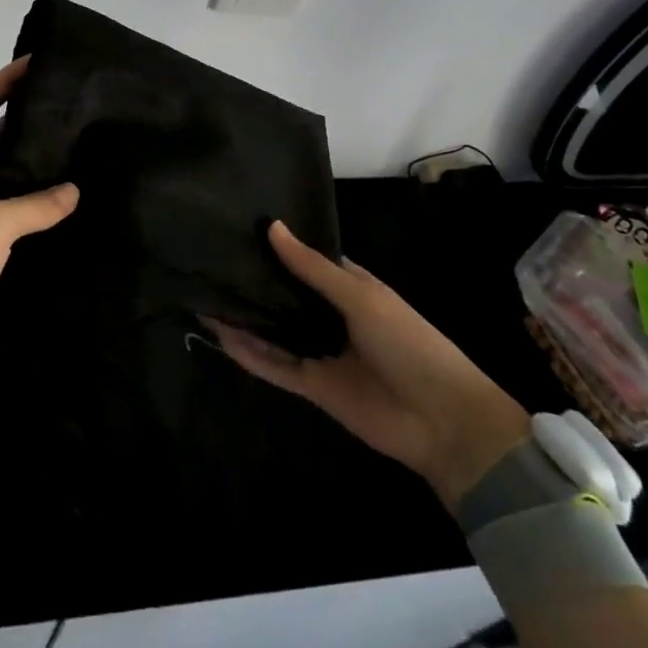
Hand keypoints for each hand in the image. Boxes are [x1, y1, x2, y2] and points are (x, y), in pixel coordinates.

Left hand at [0, 58, 77, 403]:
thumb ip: (36, 206)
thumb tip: (74, 189)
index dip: (3, 80)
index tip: (35, 63)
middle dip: (28, 116)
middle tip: (72, 107)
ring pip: (8, 174)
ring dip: (35, 161)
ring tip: (79, 150)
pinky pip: (14, 211)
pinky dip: (37, 203)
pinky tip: (66, 208)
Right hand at [210, 221, 529, 510]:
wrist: (443, 420)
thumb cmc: (408, 342)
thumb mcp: (361, 297)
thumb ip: (312, 268)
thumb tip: (271, 227)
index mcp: (349, 288)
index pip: (306, 261)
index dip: (277, 247)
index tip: (240, 227)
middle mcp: (330, 316)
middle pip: (285, 295)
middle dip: (255, 280)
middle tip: (210, 257)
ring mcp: (321, 351)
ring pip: (274, 330)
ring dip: (246, 316)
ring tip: (204, 293)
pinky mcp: (314, 385)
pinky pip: (275, 365)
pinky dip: (249, 352)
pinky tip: (220, 333)